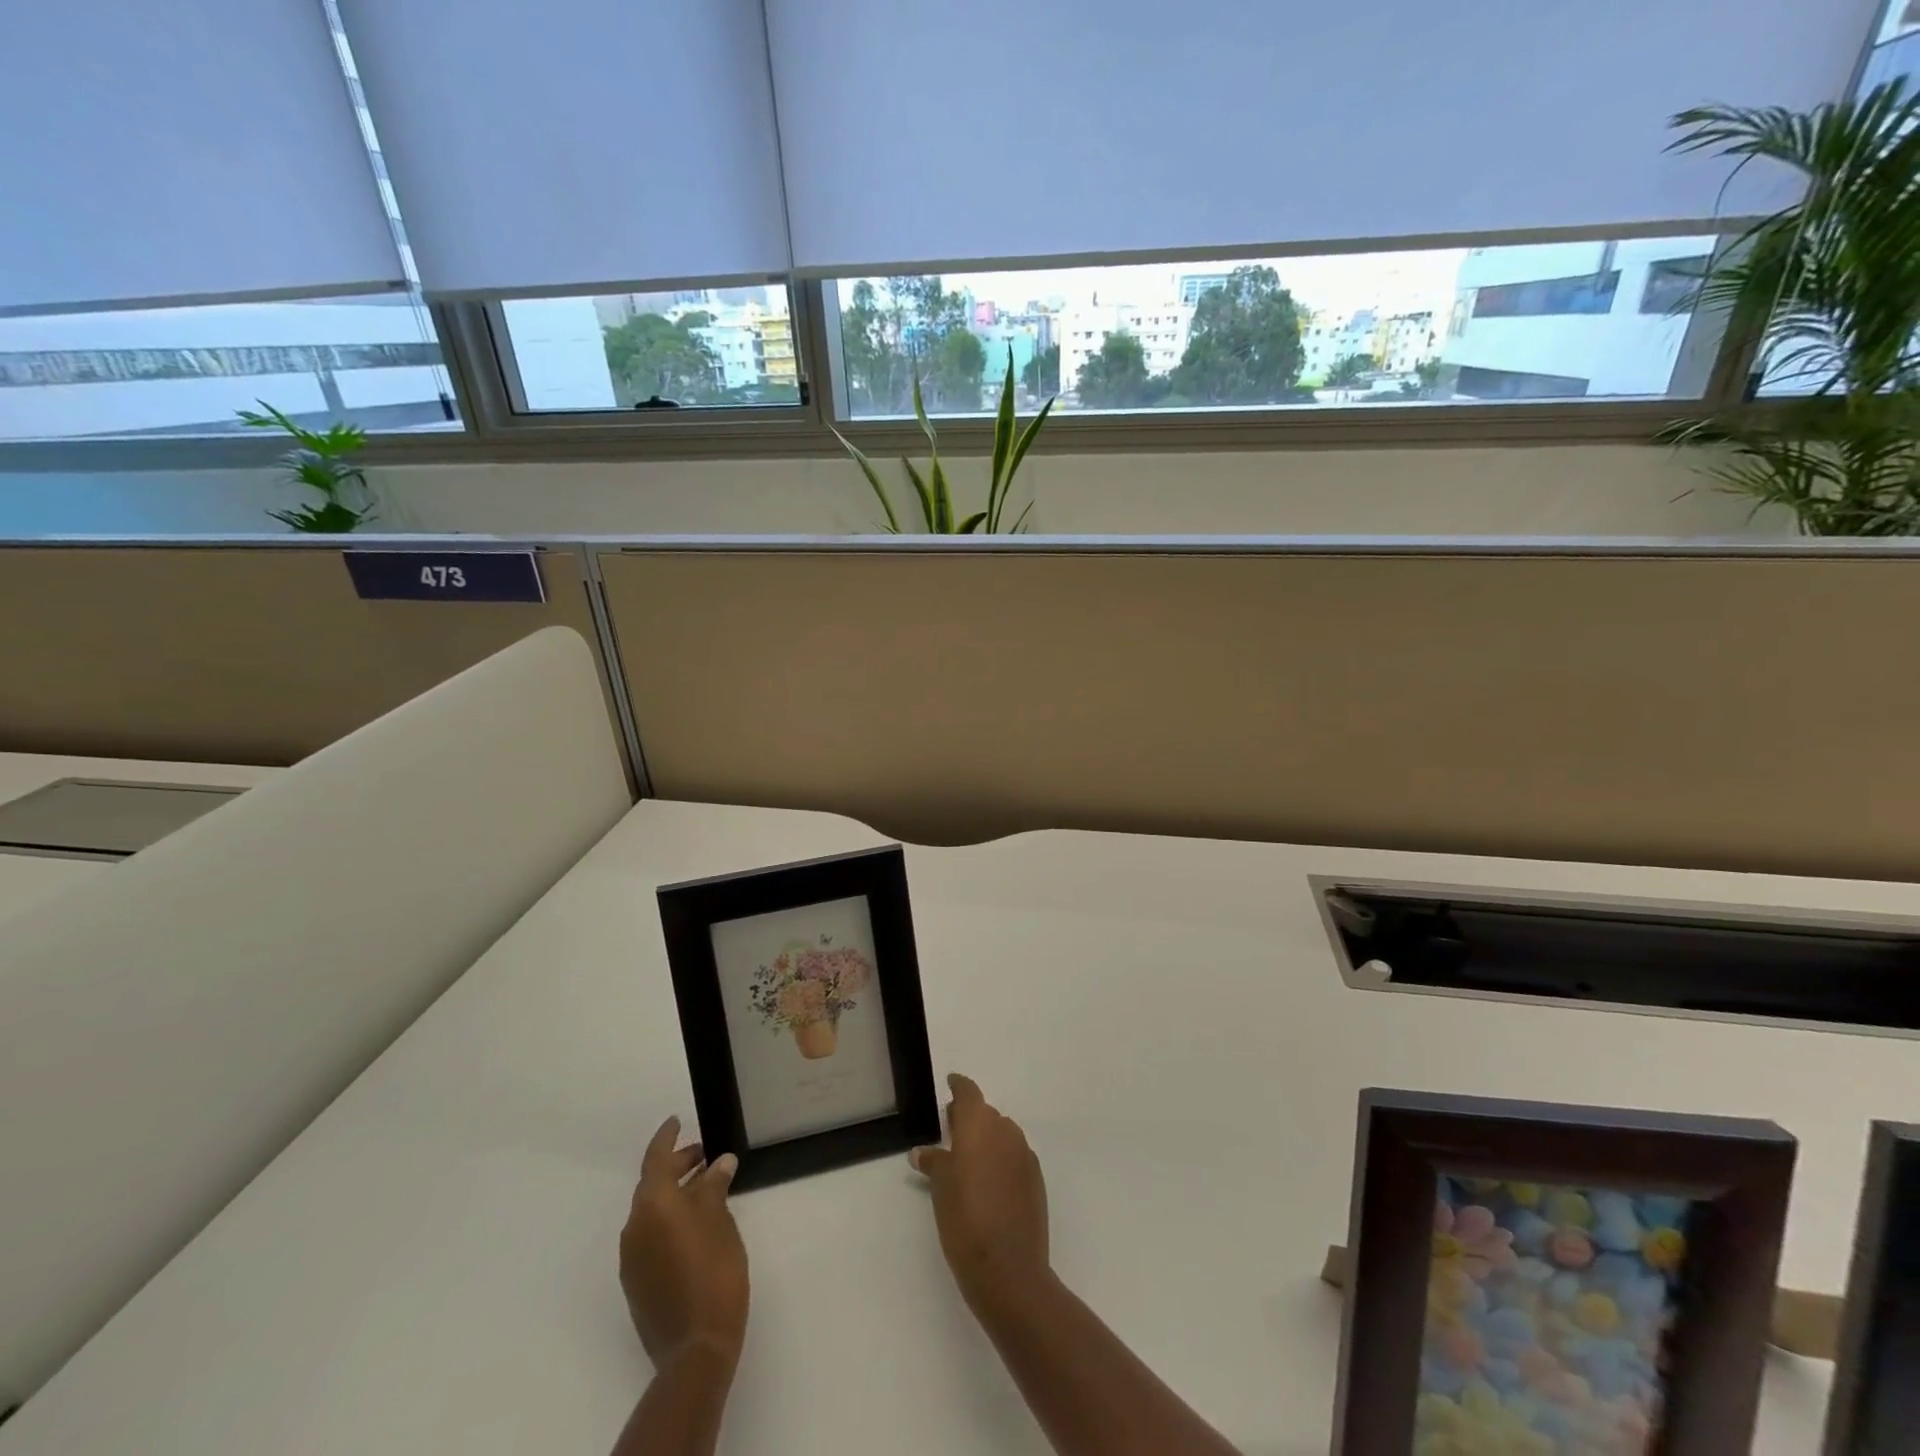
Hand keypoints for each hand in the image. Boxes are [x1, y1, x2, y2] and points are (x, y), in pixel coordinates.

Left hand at [619, 1117, 748, 1369]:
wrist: (696, 1345)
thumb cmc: (714, 1270)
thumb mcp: (721, 1219)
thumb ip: (714, 1187)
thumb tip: (718, 1164)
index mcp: (653, 1205)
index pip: (655, 1158)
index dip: (667, 1137)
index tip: (677, 1120)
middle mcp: (635, 1226)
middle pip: (653, 1184)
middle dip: (677, 1166)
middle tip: (706, 1156)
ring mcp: (632, 1257)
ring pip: (652, 1211)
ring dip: (676, 1194)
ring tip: (707, 1188)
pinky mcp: (637, 1282)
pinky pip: (651, 1234)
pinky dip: (670, 1219)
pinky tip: (696, 1224)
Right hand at [910, 1073, 1049, 1308]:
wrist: (1008, 1268)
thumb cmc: (965, 1219)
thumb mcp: (940, 1188)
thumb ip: (934, 1162)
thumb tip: (922, 1151)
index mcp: (979, 1125)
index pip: (969, 1092)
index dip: (959, 1086)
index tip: (950, 1084)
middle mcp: (1005, 1130)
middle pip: (986, 1113)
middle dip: (970, 1118)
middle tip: (951, 1130)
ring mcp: (1024, 1154)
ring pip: (1002, 1134)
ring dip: (987, 1140)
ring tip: (969, 1161)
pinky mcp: (1036, 1178)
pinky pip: (1014, 1156)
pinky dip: (1001, 1160)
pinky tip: (989, 1183)